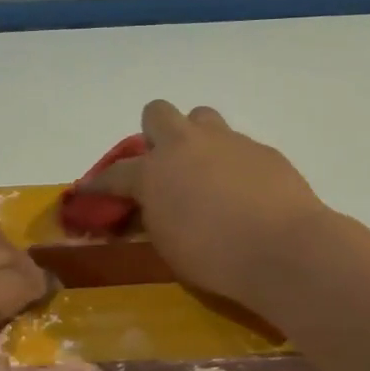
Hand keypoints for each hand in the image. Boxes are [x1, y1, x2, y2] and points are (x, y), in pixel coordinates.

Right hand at [81, 100, 329, 311]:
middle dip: (154, 133)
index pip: (113, 173)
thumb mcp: (167, 245)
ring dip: (195, 138)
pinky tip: (243, 191)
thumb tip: (153, 208)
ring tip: (205, 170)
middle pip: (158, 113)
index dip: (97, 184)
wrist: (283, 249)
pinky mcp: (262, 149)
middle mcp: (186, 146)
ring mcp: (227, 142)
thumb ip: (154, 218)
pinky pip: (237, 145)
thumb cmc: (214, 257)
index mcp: (153, 172)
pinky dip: (232, 162)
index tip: (86, 190)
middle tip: (162, 164)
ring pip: (202, 117)